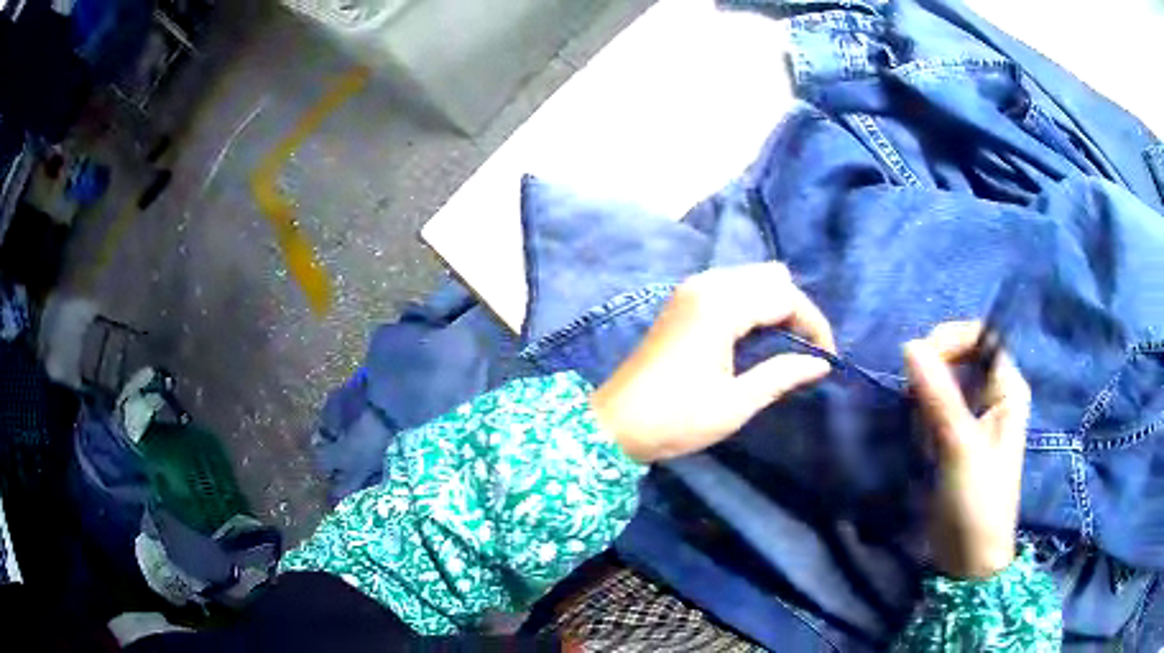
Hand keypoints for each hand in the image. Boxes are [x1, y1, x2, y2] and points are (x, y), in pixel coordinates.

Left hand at [590, 262, 835, 463]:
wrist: (615, 424)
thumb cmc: (676, 419)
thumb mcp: (736, 404)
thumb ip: (781, 375)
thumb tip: (820, 363)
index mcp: (721, 306)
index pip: (786, 296)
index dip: (814, 324)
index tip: (827, 358)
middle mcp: (706, 285)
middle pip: (770, 278)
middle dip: (796, 310)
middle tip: (805, 350)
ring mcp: (690, 289)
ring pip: (751, 277)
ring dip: (774, 305)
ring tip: (785, 345)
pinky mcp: (682, 300)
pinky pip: (731, 286)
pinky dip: (752, 303)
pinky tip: (755, 336)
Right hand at [904, 322, 1031, 578]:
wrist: (968, 557)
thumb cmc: (977, 501)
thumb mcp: (959, 446)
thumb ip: (937, 394)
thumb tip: (909, 345)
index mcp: (1007, 388)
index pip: (979, 337)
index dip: (949, 339)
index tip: (919, 359)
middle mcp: (993, 394)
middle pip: (958, 357)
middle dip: (934, 378)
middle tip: (920, 407)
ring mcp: (974, 415)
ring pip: (942, 384)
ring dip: (925, 405)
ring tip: (926, 440)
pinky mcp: (955, 436)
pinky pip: (934, 409)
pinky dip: (923, 422)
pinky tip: (924, 448)